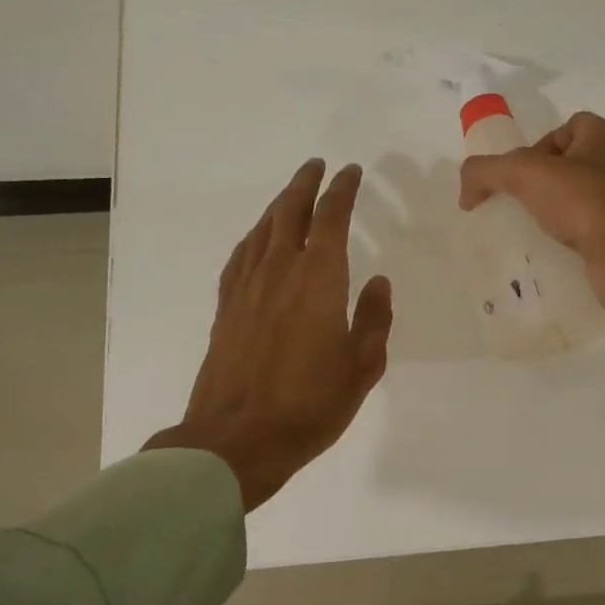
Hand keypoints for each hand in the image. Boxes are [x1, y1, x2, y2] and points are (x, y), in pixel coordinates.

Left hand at [147, 160, 391, 510]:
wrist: (237, 438)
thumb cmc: (310, 405)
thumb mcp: (362, 367)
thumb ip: (373, 319)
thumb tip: (378, 283)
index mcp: (318, 279)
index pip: (331, 218)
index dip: (342, 190)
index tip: (350, 172)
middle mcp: (279, 271)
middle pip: (290, 211)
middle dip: (305, 184)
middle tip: (317, 166)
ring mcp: (247, 287)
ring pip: (262, 229)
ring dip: (279, 204)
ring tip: (291, 193)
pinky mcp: (226, 307)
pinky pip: (241, 255)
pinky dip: (254, 236)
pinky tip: (257, 239)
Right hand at [458, 112, 604, 356]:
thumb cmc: (582, 200)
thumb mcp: (522, 173)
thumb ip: (485, 171)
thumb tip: (466, 191)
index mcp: (603, 137)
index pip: (568, 127)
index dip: (540, 144)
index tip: (519, 172)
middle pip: (570, 166)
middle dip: (542, 183)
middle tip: (517, 202)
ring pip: (577, 201)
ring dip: (552, 213)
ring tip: (527, 229)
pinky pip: (585, 233)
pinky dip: (565, 240)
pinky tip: (546, 252)